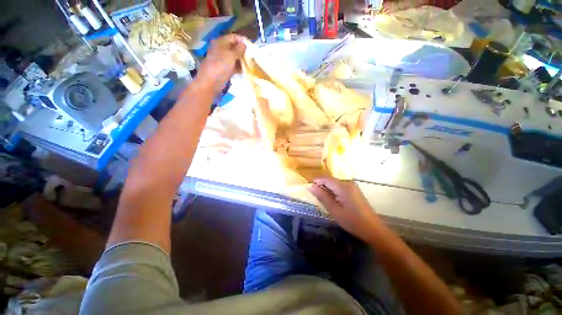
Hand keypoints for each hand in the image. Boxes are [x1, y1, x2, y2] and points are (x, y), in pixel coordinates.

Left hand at [197, 34, 246, 91]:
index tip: (251, 46)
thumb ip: (239, 49)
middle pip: (234, 47)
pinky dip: (239, 67)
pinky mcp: (225, 68)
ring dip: (242, 60)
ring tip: (250, 63)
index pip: (233, 37)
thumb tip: (244, 44)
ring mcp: (223, 59)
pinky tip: (245, 70)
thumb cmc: (221, 65)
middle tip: (252, 55)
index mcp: (221, 42)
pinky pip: (233, 65)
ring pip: (234, 57)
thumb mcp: (231, 55)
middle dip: (243, 51)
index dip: (242, 40)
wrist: (211, 81)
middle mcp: (221, 49)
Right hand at [309, 177, 381, 240]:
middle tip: (314, 196)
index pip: (326, 179)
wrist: (373, 230)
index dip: (316, 181)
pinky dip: (334, 191)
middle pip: (331, 180)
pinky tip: (332, 200)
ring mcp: (353, 186)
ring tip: (322, 199)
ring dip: (327, 189)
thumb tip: (311, 187)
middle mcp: (348, 183)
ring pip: (335, 184)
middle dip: (321, 186)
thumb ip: (322, 197)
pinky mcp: (355, 191)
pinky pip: (340, 187)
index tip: (308, 187)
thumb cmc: (352, 221)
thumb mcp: (334, 210)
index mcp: (343, 187)